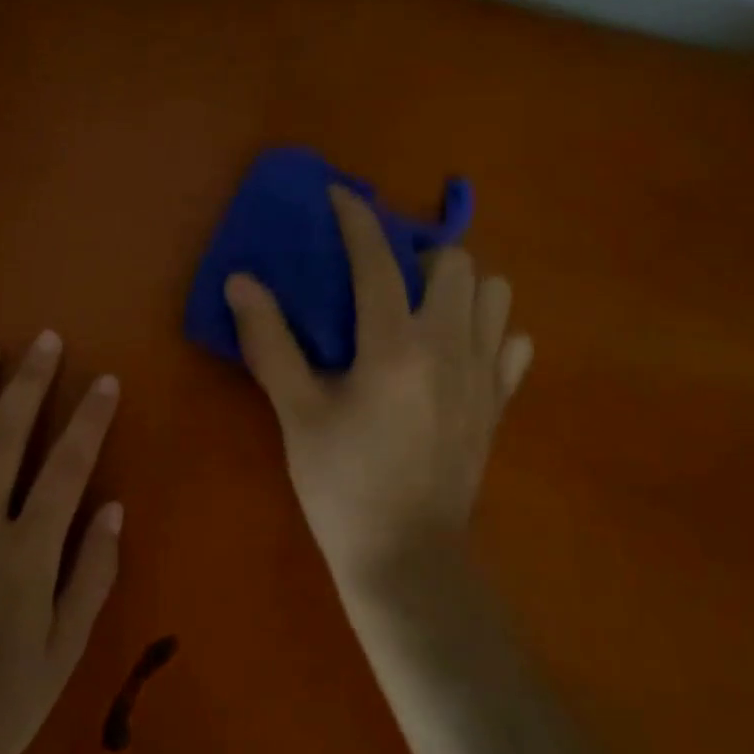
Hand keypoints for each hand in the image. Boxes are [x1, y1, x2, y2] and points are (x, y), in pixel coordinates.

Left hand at [0, 332, 122, 753]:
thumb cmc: (4, 700)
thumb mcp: (66, 649)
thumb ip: (92, 573)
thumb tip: (114, 507)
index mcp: (24, 556)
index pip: (66, 468)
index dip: (90, 420)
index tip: (105, 381)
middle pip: (4, 438)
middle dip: (29, 383)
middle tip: (44, 340)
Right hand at [224, 185, 531, 587]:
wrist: (406, 558)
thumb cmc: (342, 484)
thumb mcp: (296, 412)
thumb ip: (269, 342)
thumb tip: (241, 282)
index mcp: (394, 346)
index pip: (379, 260)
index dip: (358, 218)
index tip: (340, 195)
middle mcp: (449, 346)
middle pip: (455, 262)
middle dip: (418, 252)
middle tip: (383, 273)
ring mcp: (483, 375)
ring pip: (494, 293)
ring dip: (459, 285)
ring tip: (422, 305)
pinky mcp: (499, 403)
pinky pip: (512, 342)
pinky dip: (488, 330)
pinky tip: (456, 349)